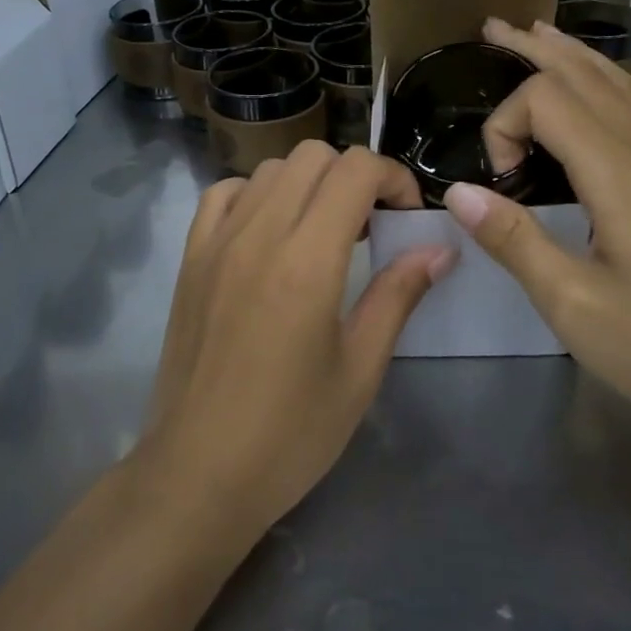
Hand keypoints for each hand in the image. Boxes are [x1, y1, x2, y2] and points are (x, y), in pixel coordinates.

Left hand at [138, 143, 454, 542]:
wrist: (197, 474)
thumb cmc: (290, 433)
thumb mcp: (360, 369)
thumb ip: (398, 295)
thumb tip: (439, 249)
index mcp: (307, 261)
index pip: (355, 170)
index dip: (393, 178)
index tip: (407, 216)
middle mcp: (259, 234)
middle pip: (314, 156)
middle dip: (354, 176)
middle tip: (371, 224)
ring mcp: (217, 242)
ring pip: (271, 168)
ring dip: (309, 183)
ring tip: (324, 230)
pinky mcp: (190, 258)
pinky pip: (224, 193)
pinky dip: (257, 195)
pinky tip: (270, 232)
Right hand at [443, 19, 630, 435]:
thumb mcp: (574, 305)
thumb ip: (514, 241)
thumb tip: (459, 191)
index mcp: (616, 173)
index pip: (546, 101)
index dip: (504, 123)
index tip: (497, 180)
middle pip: (583, 73)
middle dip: (532, 48)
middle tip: (491, 28)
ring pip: (617, 81)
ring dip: (572, 53)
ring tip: (537, 35)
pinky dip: (614, 78)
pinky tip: (610, 84)